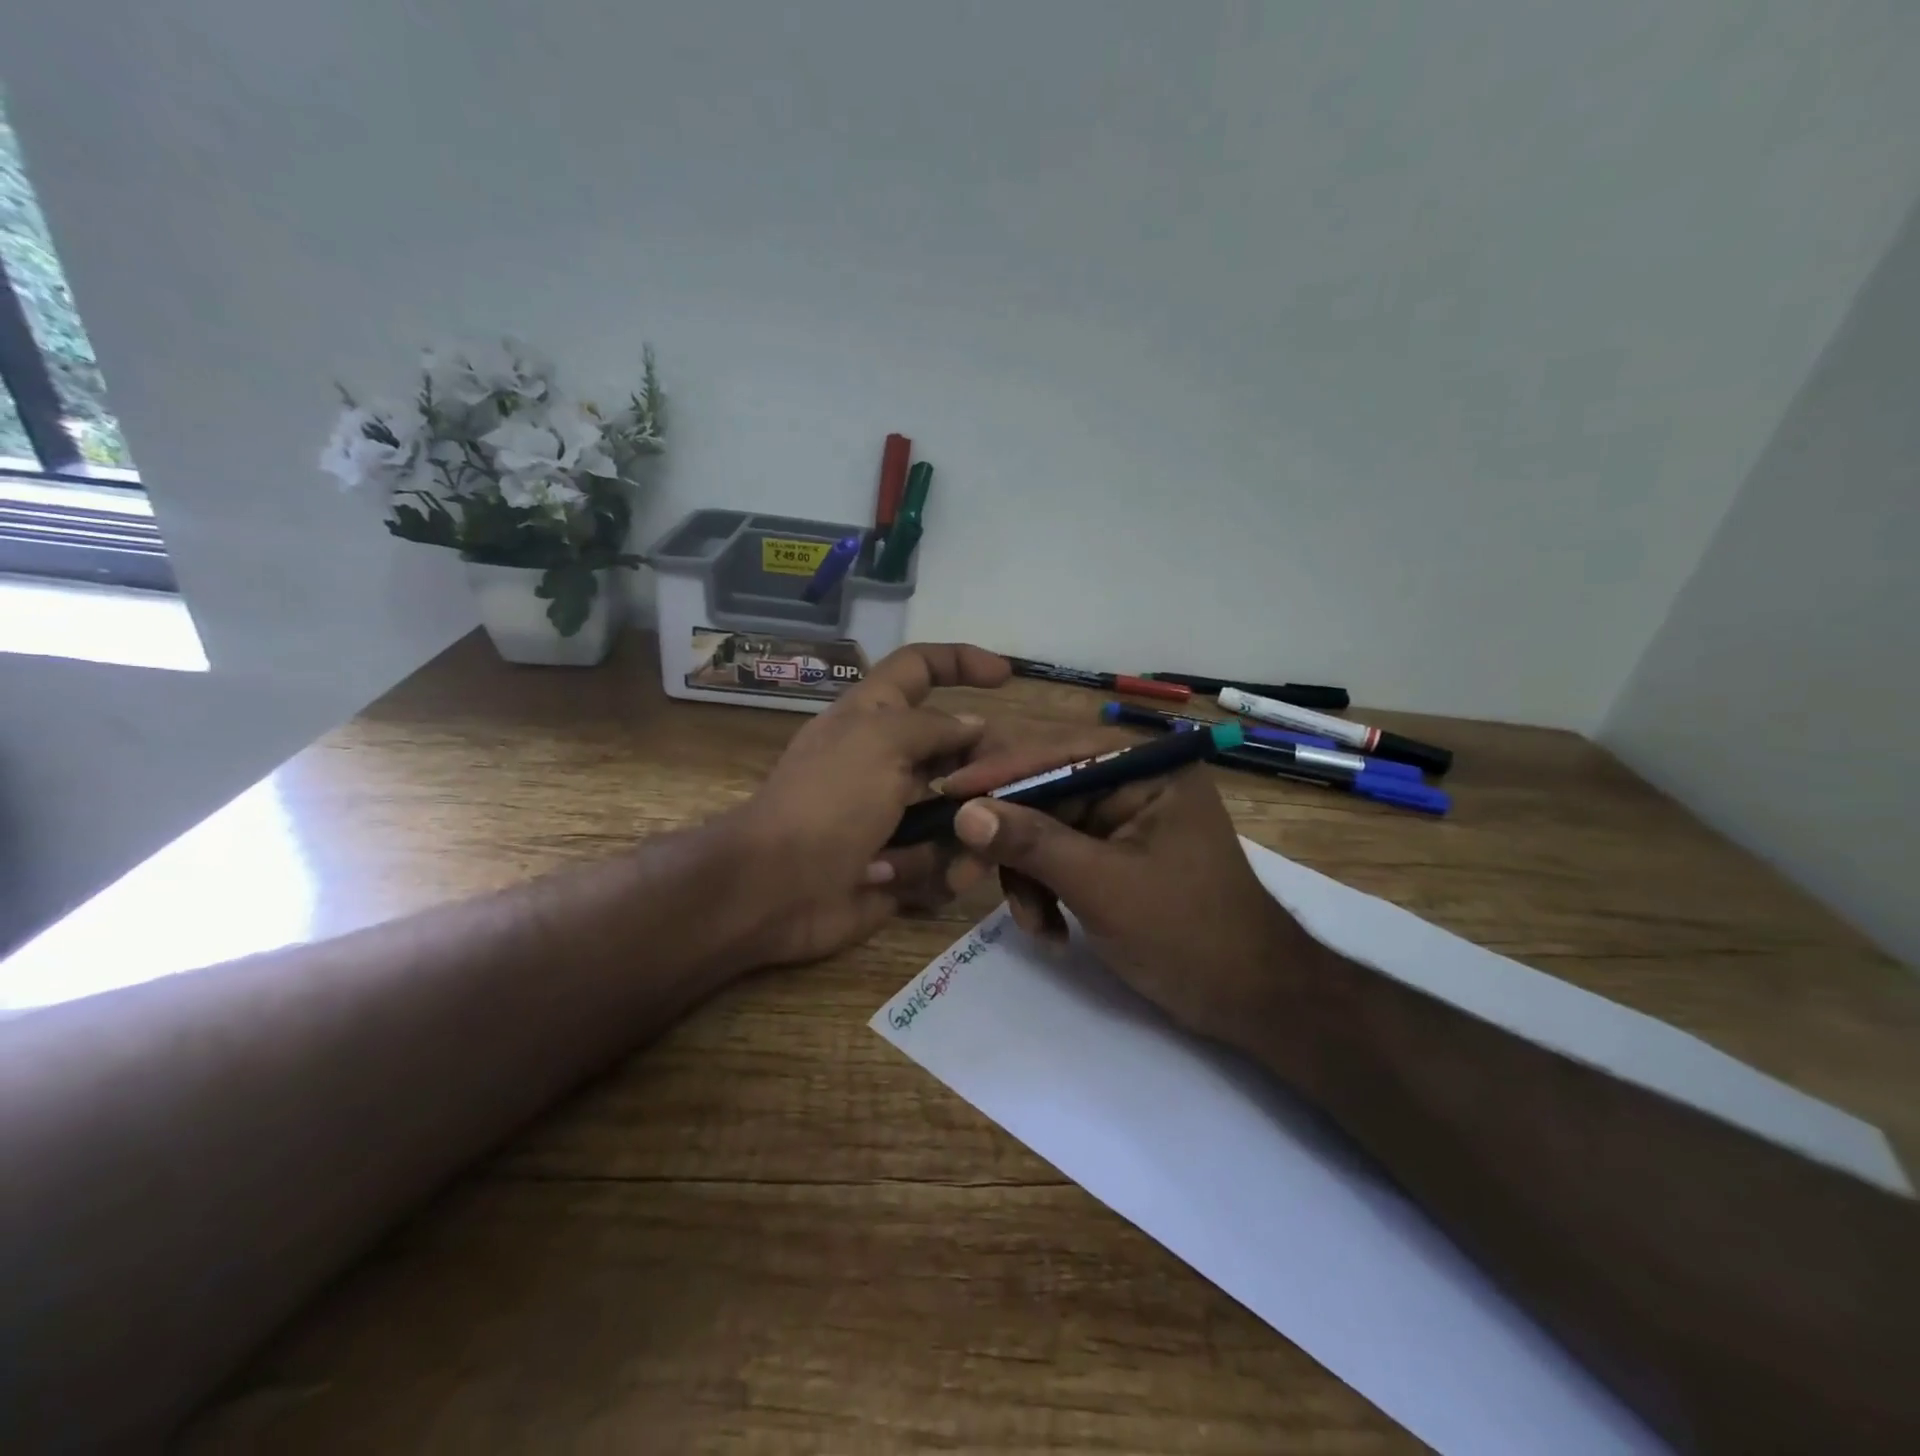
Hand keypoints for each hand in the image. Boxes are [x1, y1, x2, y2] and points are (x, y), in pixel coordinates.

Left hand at [720, 643, 1011, 966]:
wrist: (776, 888)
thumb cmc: (828, 800)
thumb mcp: (881, 741)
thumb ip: (934, 726)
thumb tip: (973, 724)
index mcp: (874, 717)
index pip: (920, 667)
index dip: (961, 661)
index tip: (1007, 677)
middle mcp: (887, 760)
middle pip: (956, 748)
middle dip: (985, 769)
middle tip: (1009, 789)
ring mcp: (894, 814)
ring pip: (960, 811)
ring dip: (965, 834)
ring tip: (962, 853)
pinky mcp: (899, 862)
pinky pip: (945, 862)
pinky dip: (942, 873)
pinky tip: (927, 881)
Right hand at [934, 731, 1324, 1058]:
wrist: (1250, 1001)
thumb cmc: (1187, 934)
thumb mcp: (1101, 886)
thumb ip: (1031, 843)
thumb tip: (962, 811)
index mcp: (1146, 767)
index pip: (1057, 751)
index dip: (998, 773)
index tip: (945, 794)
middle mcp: (1132, 780)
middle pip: (1044, 791)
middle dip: (1011, 840)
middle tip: (969, 874)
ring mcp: (1123, 819)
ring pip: (1044, 829)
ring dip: (1028, 877)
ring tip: (1036, 925)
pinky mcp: (1114, 853)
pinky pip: (1059, 857)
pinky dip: (1046, 892)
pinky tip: (1052, 932)